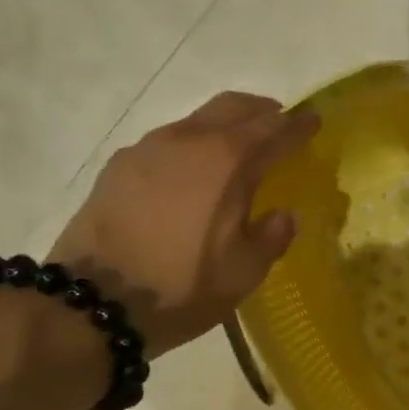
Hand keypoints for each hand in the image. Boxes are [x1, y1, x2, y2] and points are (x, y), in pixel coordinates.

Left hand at [47, 92, 319, 354]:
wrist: (94, 302)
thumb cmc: (181, 288)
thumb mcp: (243, 273)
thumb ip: (272, 237)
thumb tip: (283, 215)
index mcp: (228, 162)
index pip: (273, 131)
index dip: (298, 126)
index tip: (314, 120)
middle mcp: (189, 141)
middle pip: (233, 108)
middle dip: (262, 111)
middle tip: (279, 121)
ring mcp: (148, 148)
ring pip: (197, 120)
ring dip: (224, 126)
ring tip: (237, 148)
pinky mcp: (120, 165)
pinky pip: (168, 141)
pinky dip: (192, 145)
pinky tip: (192, 172)